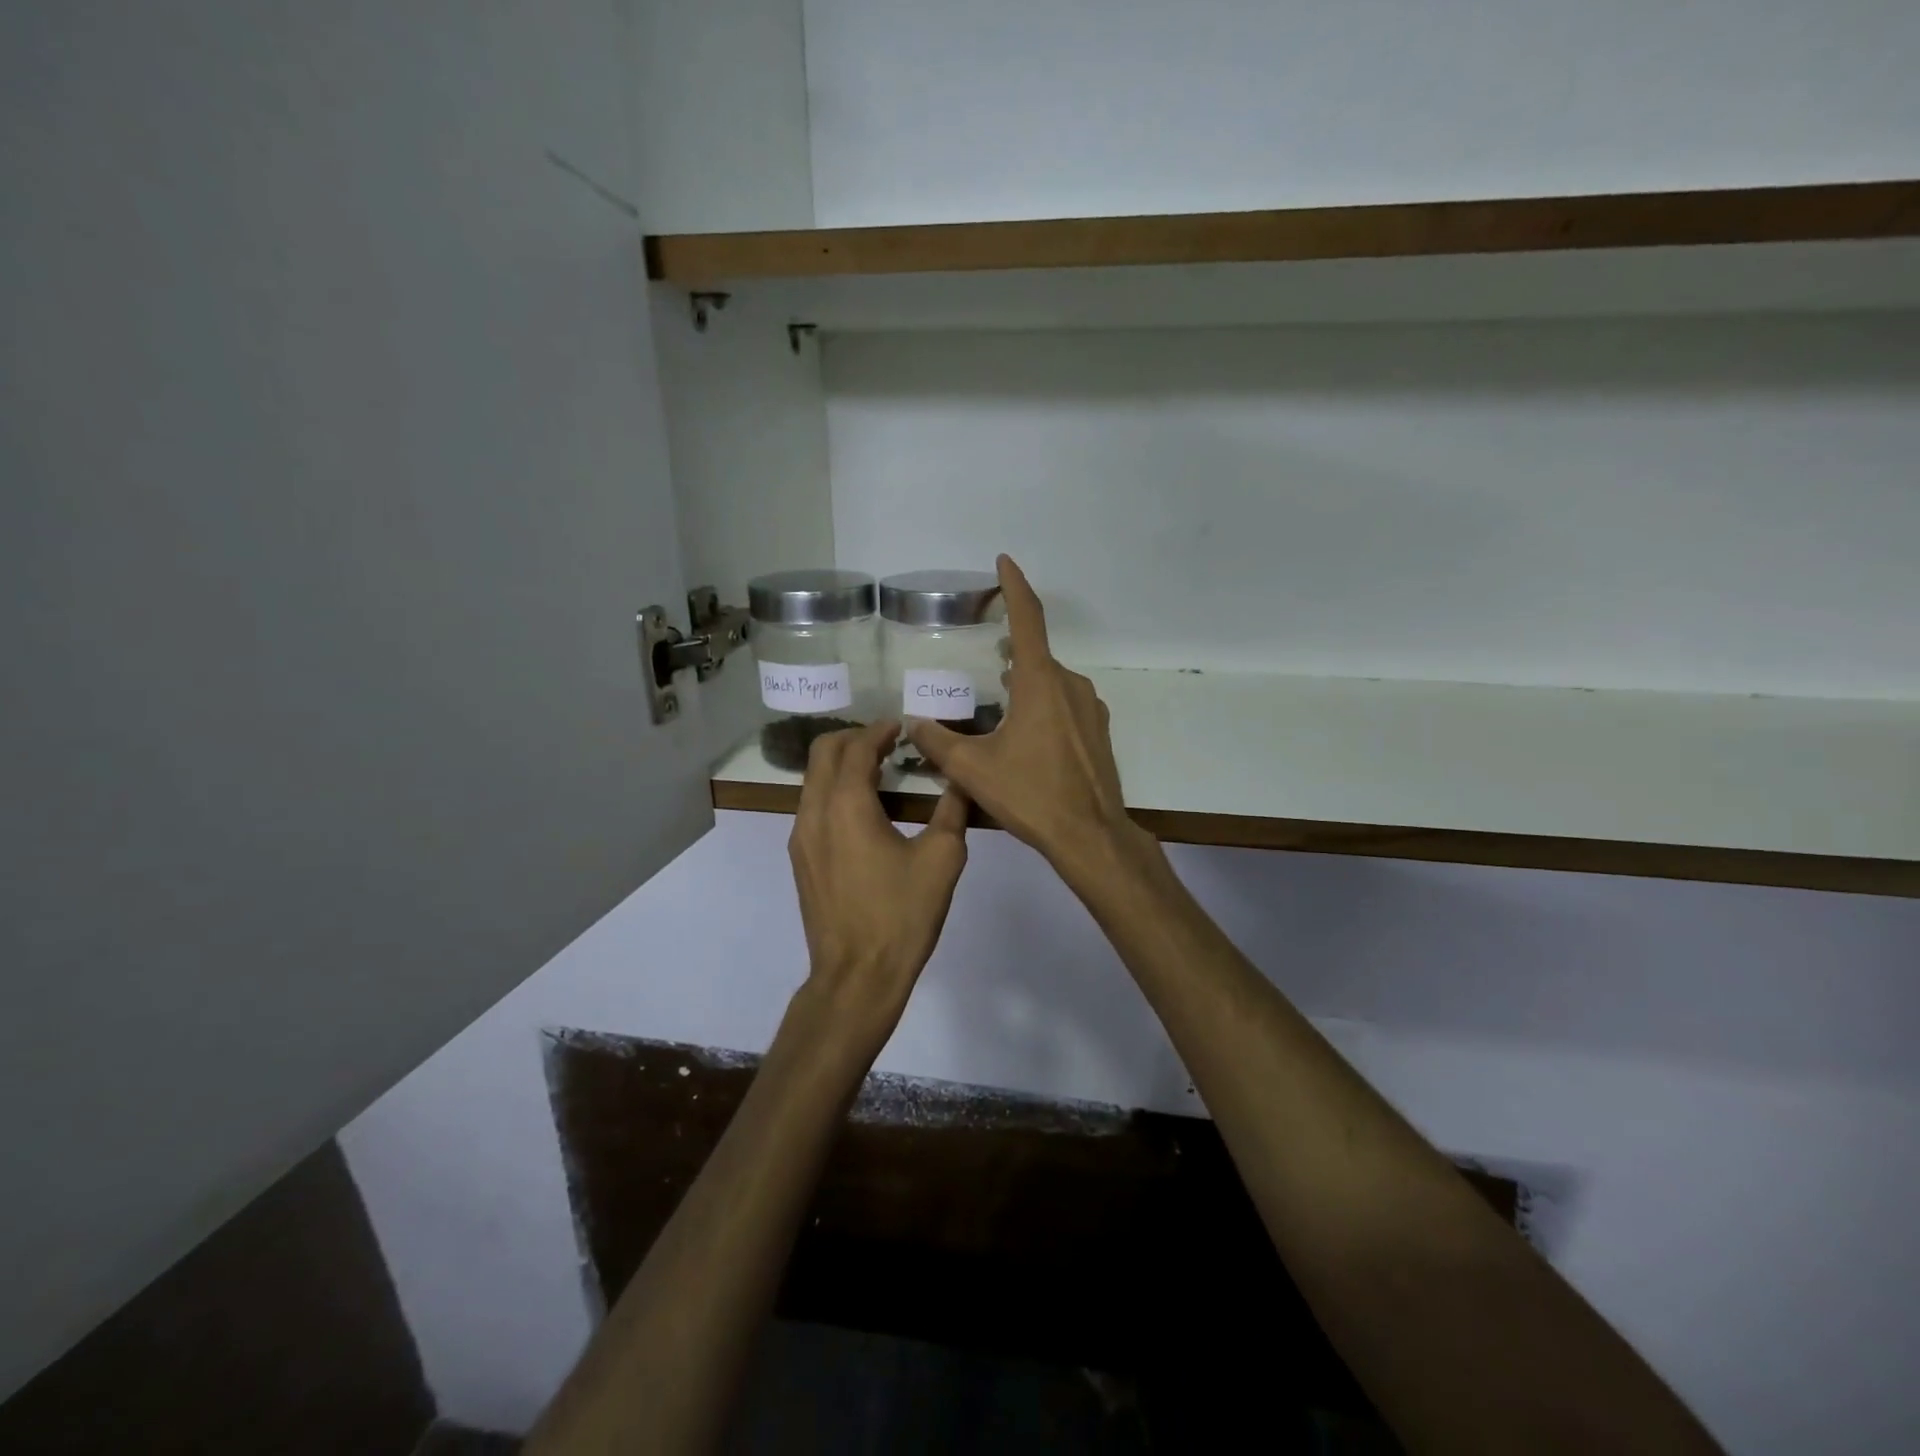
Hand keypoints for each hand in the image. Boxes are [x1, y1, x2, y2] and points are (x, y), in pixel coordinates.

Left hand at [787, 720, 969, 1052]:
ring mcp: (800, 837)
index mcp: (846, 805)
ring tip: (879, 771)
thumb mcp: (942, 859)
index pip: (857, 747)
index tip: (903, 726)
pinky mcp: (800, 859)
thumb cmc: (902, 915)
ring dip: (841, 764)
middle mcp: (814, 812)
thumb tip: (960, 781)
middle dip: (853, 738)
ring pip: (813, 779)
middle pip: (822, 753)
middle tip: (888, 741)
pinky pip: (812, 805)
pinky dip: (834, 790)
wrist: (857, 976)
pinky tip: (865, 809)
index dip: (880, 730)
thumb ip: (952, 810)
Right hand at [905, 556, 1155, 889]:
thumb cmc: (1030, 795)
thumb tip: (913, 724)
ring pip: (1051, 683)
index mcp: (1041, 682)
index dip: (1014, 586)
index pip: (1027, 619)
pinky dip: (1043, 706)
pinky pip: (1065, 705)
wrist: (1090, 835)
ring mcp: (1090, 709)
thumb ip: (937, 742)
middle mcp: (1070, 685)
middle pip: (1035, 656)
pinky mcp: (1098, 732)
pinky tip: (1027, 736)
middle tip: (985, 656)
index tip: (1004, 561)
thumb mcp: (973, 769)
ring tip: (999, 703)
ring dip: (1025, 684)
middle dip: (1010, 651)